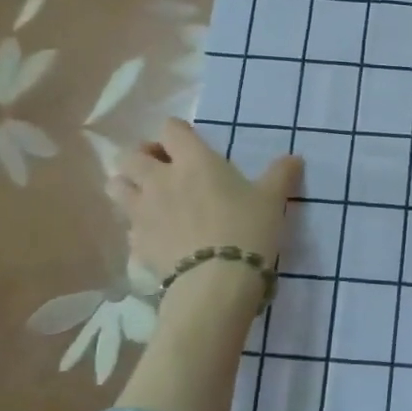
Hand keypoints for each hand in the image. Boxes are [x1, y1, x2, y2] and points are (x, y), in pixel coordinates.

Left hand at [107, 119, 301, 279]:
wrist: (217, 281)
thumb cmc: (247, 229)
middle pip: (132, 155)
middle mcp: (160, 179)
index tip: (188, 142)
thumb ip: (281, 175)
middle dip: (143, 156)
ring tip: (148, 196)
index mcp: (194, 161)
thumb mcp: (272, 199)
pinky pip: (127, 226)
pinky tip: (156, 234)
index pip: (171, 129)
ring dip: (129, 185)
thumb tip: (295, 159)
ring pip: (116, 186)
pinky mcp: (137, 243)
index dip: (177, 132)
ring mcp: (142, 212)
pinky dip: (137, 225)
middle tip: (162, 167)